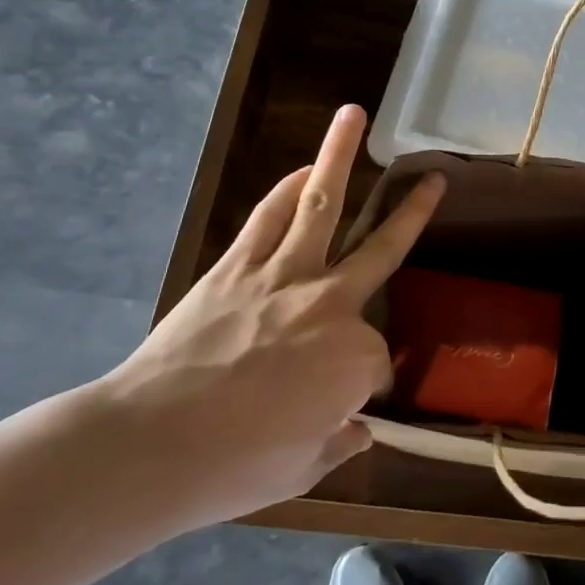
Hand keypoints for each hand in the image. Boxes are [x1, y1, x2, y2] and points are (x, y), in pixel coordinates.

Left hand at [95, 105, 444, 531]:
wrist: (151, 445)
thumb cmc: (236, 466)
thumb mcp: (304, 468)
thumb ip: (340, 442)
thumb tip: (359, 431)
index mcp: (356, 359)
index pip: (378, 361)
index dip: (364, 384)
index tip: (344, 406)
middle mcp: (331, 304)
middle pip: (382, 250)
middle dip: (413, 212)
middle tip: (434, 180)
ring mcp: (283, 276)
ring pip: (321, 206)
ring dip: (338, 158)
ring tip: (352, 115)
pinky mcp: (237, 266)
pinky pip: (270, 217)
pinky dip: (288, 189)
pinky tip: (303, 170)